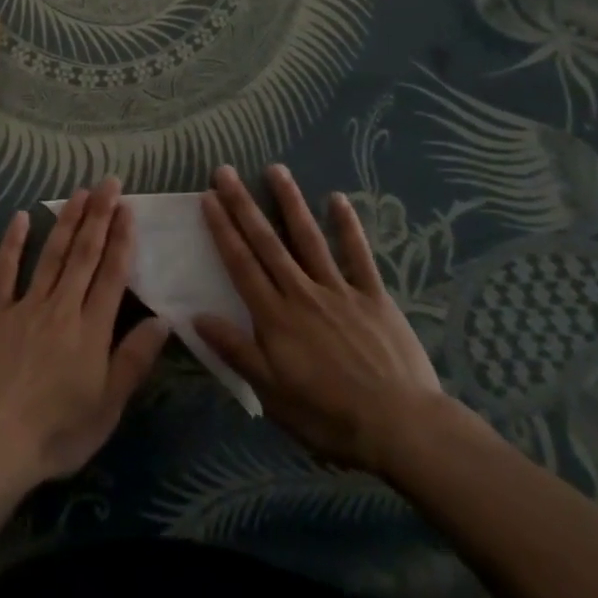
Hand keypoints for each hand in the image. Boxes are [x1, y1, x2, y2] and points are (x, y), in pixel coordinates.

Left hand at [0, 178, 167, 486]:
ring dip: (67, 221)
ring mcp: (27, 306)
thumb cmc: (58, 432)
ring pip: (52, 255)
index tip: (128, 208)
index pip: (112, 275)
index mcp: (92, 330)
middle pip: (84, 254)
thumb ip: (134, 360)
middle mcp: (62, 307)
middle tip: (108, 183)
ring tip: (80, 192)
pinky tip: (22, 217)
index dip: (121, 239)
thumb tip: (163, 320)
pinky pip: (6, 271)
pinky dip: (14, 243)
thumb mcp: (108, 406)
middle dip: (99, 216)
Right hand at [195, 165, 445, 473]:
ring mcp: (339, 290)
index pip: (241, 264)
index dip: (222, 229)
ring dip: (290, 202)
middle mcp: (301, 292)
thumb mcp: (273, 394)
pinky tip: (338, 199)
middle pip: (267, 242)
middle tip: (225, 171)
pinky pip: (358, 256)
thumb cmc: (330, 417)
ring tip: (276, 169)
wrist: (401, 428)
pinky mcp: (373, 296)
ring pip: (308, 238)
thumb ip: (236, 351)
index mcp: (275, 316)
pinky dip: (348, 227)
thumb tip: (196, 316)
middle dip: (243, 205)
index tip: (208, 198)